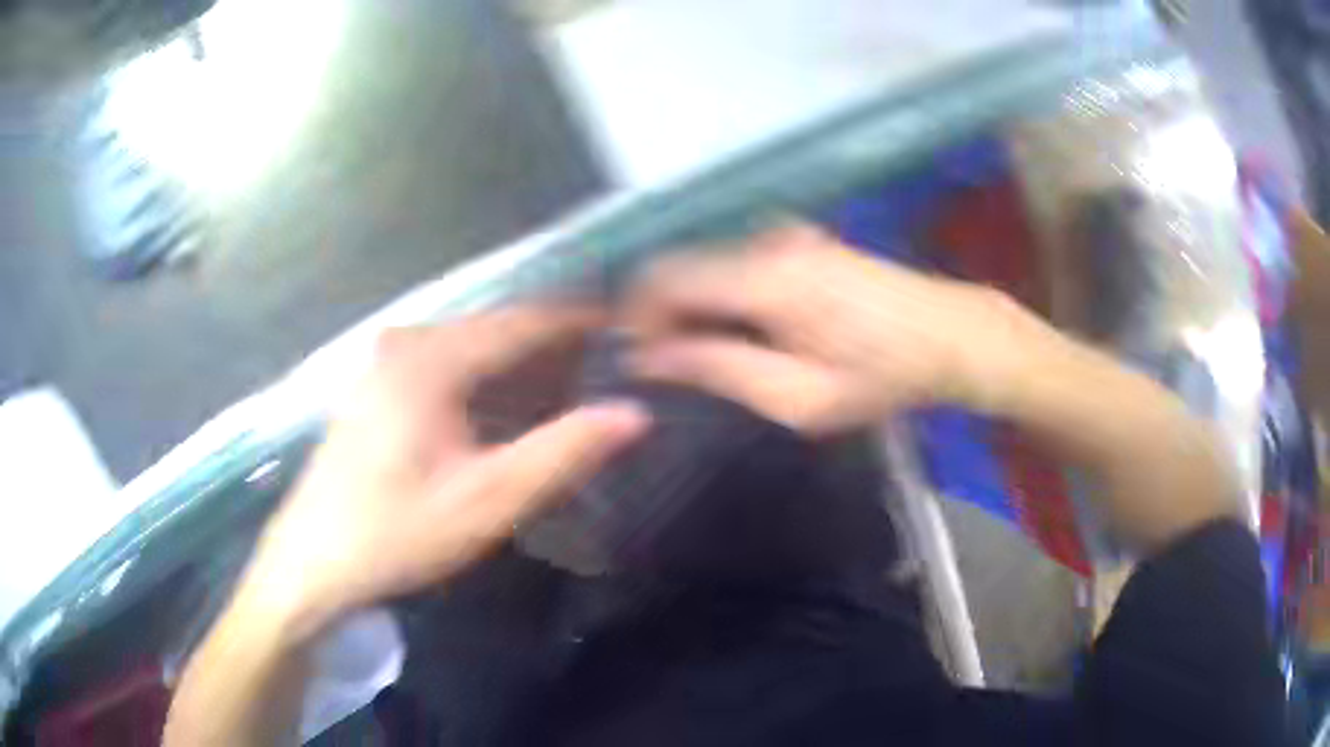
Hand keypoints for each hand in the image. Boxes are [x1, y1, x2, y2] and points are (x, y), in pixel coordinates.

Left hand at [241, 308, 648, 638]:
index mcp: (431, 358)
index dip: (578, 322)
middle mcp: (406, 342)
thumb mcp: (487, 501)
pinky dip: (484, 379)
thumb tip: (632, 413)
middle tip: (604, 371)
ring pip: (470, 347)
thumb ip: (563, 453)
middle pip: (495, 329)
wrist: (312, 562)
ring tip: (567, 392)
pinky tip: (503, 411)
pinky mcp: (375, 385)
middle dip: (551, 347)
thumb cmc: (396, 532)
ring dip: (518, 365)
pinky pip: (445, 364)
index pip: (522, 321)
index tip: (625, 329)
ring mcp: (384, 361)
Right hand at [624, 224, 1045, 433]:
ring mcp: (785, 233)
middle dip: (659, 313)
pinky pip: (735, 261)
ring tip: (701, 354)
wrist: (953, 336)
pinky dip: (720, 293)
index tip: (635, 359)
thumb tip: (648, 357)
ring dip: (691, 304)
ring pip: (707, 262)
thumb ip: (718, 369)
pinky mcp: (800, 239)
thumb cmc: (883, 376)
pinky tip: (737, 329)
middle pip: (681, 264)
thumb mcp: (799, 397)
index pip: (665, 278)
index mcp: (765, 277)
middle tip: (666, 365)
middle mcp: (766, 239)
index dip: (635, 315)